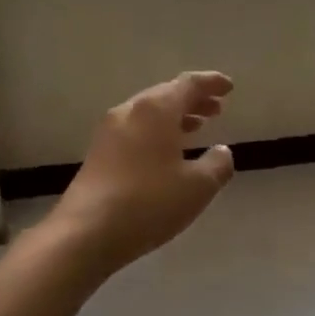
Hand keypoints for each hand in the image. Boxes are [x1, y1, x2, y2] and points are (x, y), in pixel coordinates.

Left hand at [53, 71, 235, 273]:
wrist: (86, 232)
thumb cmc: (149, 203)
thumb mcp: (197, 186)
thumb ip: (217, 164)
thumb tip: (222, 151)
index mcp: (155, 110)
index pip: (188, 84)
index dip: (211, 83)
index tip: (229, 87)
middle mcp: (130, 112)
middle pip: (166, 95)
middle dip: (193, 100)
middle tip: (216, 109)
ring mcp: (109, 132)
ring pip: (149, 114)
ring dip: (175, 117)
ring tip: (197, 127)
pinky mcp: (98, 154)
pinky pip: (135, 130)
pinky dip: (157, 132)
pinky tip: (167, 152)